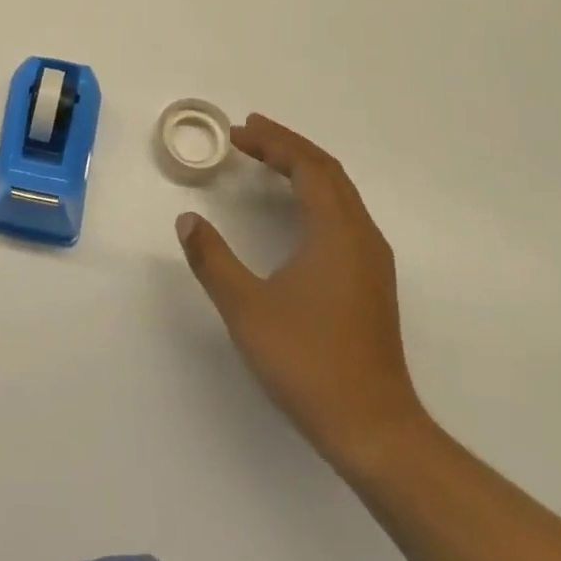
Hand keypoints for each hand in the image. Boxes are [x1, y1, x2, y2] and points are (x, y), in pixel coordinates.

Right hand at [177, 114, 426, 476]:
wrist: (373, 428)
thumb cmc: (308, 362)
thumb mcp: (246, 307)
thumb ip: (212, 259)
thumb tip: (187, 221)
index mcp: (337, 233)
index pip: (308, 167)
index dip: (273, 143)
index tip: (237, 133)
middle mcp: (362, 237)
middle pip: (328, 172)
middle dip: (288, 147)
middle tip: (249, 134)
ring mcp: (372, 261)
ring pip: (341, 194)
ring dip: (304, 169)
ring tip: (268, 160)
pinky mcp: (371, 282)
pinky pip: (344, 215)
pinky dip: (316, 194)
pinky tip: (296, 210)